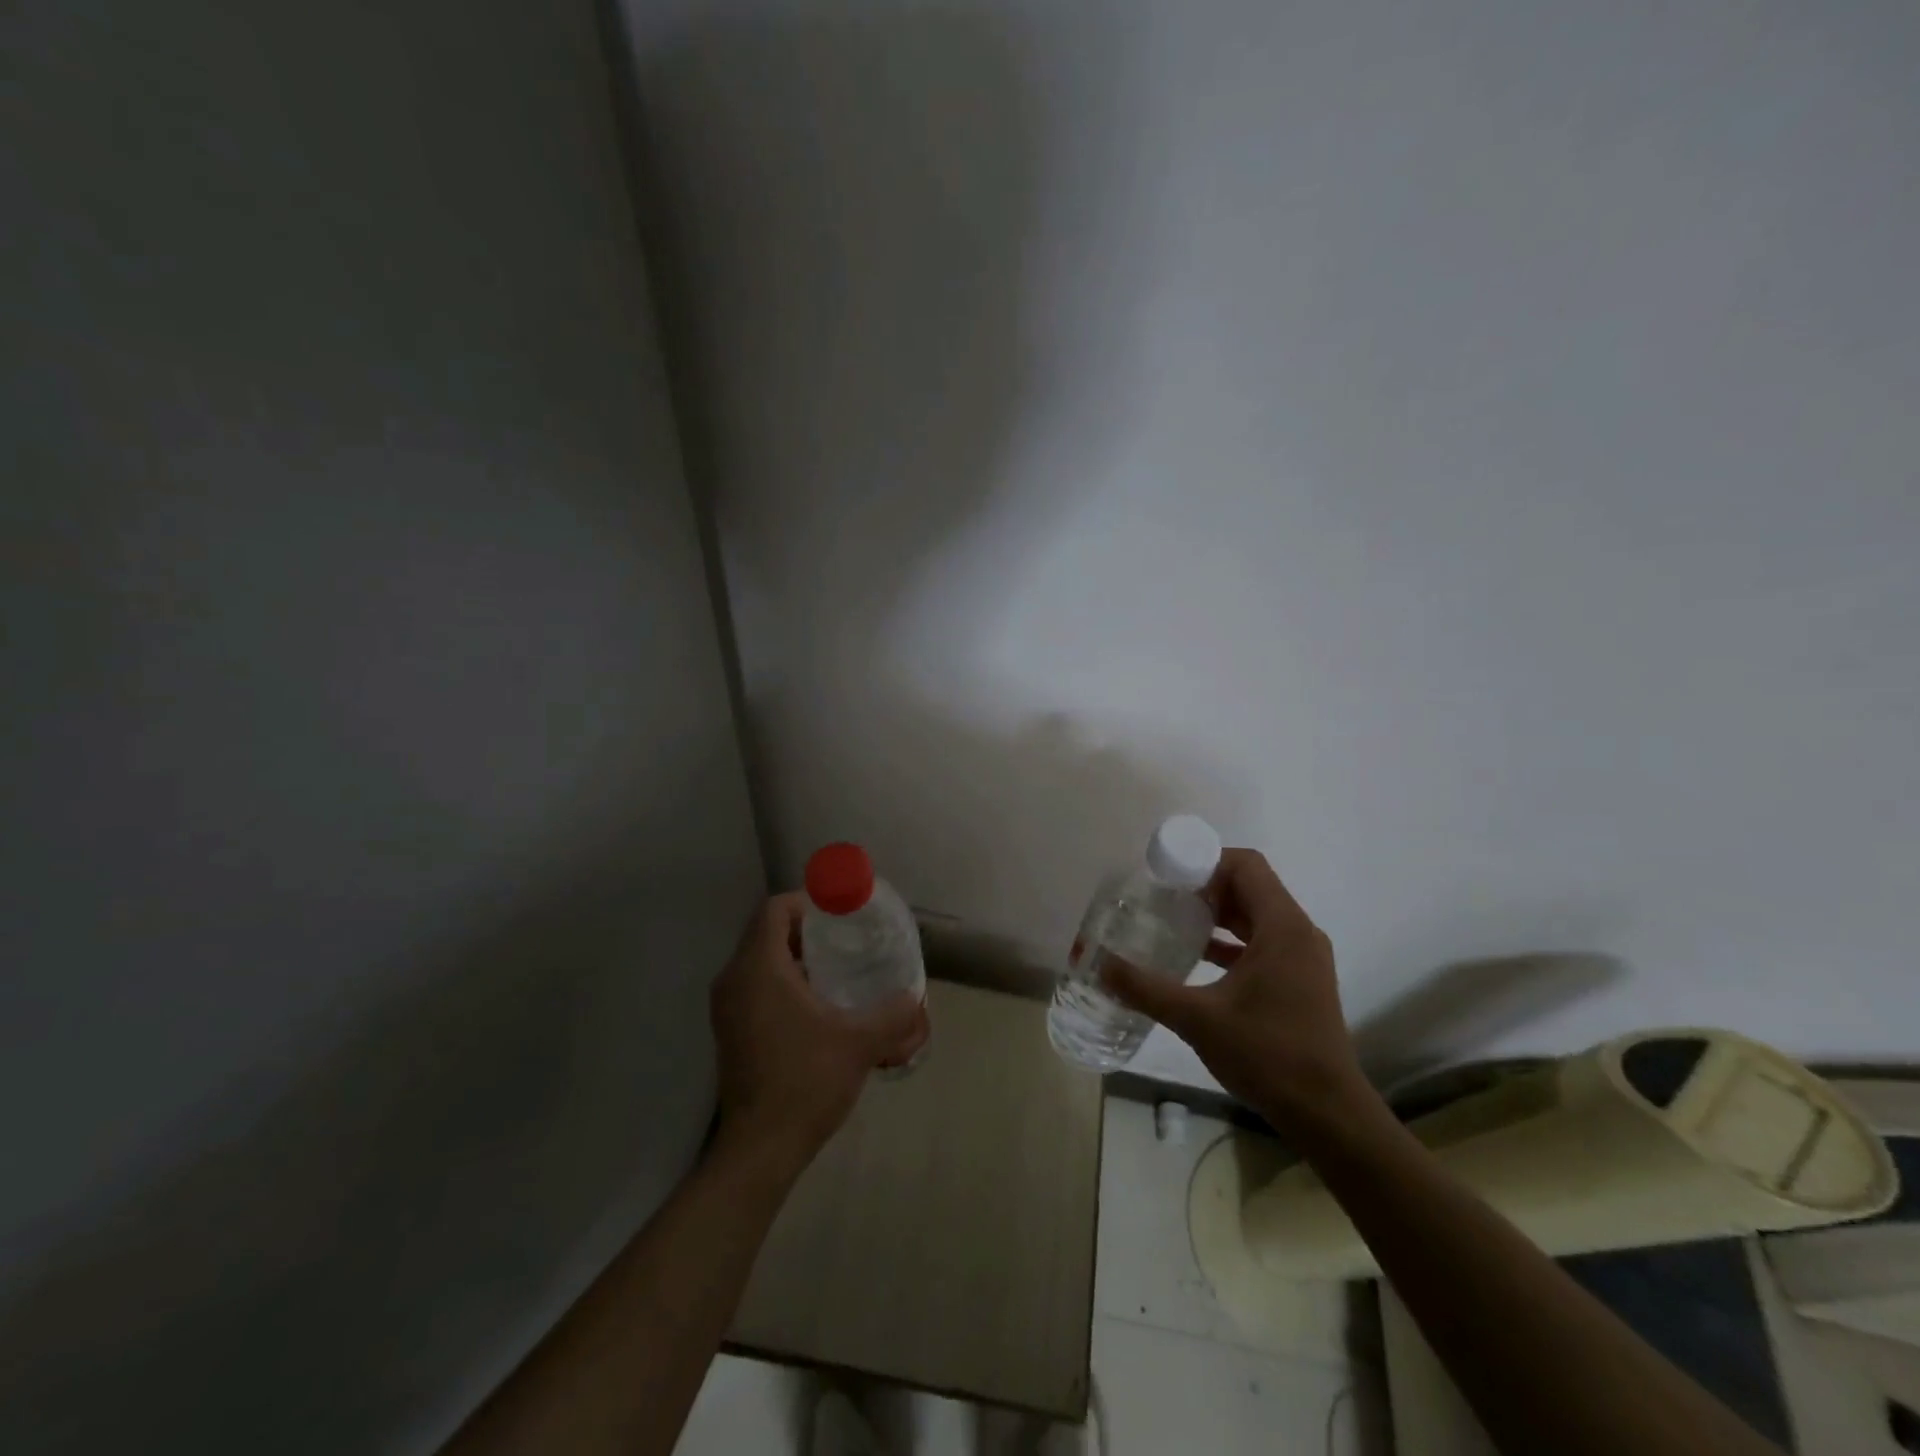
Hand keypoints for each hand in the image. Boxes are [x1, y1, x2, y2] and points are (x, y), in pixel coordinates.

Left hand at [710, 893, 927, 1173]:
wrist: (760, 1149)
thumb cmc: (806, 1081)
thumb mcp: (860, 1042)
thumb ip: (894, 1014)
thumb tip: (916, 998)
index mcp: (758, 969)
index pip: (775, 909)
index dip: (808, 901)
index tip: (841, 913)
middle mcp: (734, 979)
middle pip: (768, 932)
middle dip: (807, 929)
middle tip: (847, 939)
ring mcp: (727, 1007)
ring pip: (761, 960)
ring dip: (796, 957)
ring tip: (838, 970)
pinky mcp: (730, 1030)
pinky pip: (756, 985)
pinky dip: (783, 981)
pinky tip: (818, 1004)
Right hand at [1101, 849, 1376, 1136]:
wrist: (1327, 1113)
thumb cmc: (1268, 1054)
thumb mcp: (1198, 1018)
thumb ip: (1146, 989)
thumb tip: (1102, 965)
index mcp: (1282, 927)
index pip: (1246, 866)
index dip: (1206, 862)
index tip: (1169, 877)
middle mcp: (1298, 933)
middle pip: (1251, 887)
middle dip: (1206, 887)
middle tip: (1164, 899)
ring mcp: (1304, 958)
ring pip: (1257, 915)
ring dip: (1218, 915)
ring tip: (1175, 923)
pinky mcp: (1301, 980)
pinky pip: (1263, 942)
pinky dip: (1232, 941)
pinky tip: (1197, 959)